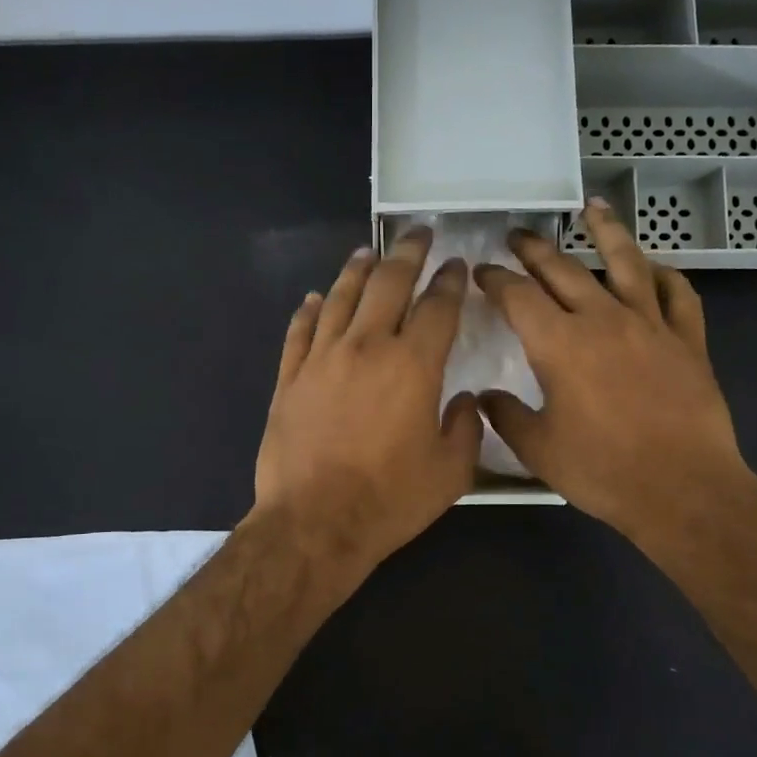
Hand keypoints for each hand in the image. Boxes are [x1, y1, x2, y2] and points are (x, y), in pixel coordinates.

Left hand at [253, 228, 481, 575]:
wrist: (315, 522)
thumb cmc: (390, 500)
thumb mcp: (451, 472)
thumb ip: (466, 428)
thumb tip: (465, 400)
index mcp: (413, 365)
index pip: (437, 307)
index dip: (450, 281)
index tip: (456, 265)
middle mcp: (367, 347)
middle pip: (388, 285)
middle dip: (407, 254)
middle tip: (417, 234)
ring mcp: (322, 359)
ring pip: (340, 298)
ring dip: (357, 270)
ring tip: (369, 252)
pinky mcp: (289, 378)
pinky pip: (300, 331)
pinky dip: (310, 309)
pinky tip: (315, 298)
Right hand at [474, 200, 756, 543]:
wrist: (682, 488)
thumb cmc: (602, 470)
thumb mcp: (538, 450)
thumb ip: (506, 417)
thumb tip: (485, 397)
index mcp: (559, 344)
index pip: (518, 296)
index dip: (495, 279)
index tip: (482, 271)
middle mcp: (603, 320)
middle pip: (563, 270)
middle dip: (535, 249)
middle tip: (518, 235)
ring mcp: (651, 325)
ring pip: (626, 263)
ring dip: (606, 232)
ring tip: (592, 209)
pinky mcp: (688, 341)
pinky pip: (678, 295)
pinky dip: (665, 276)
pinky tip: (655, 269)